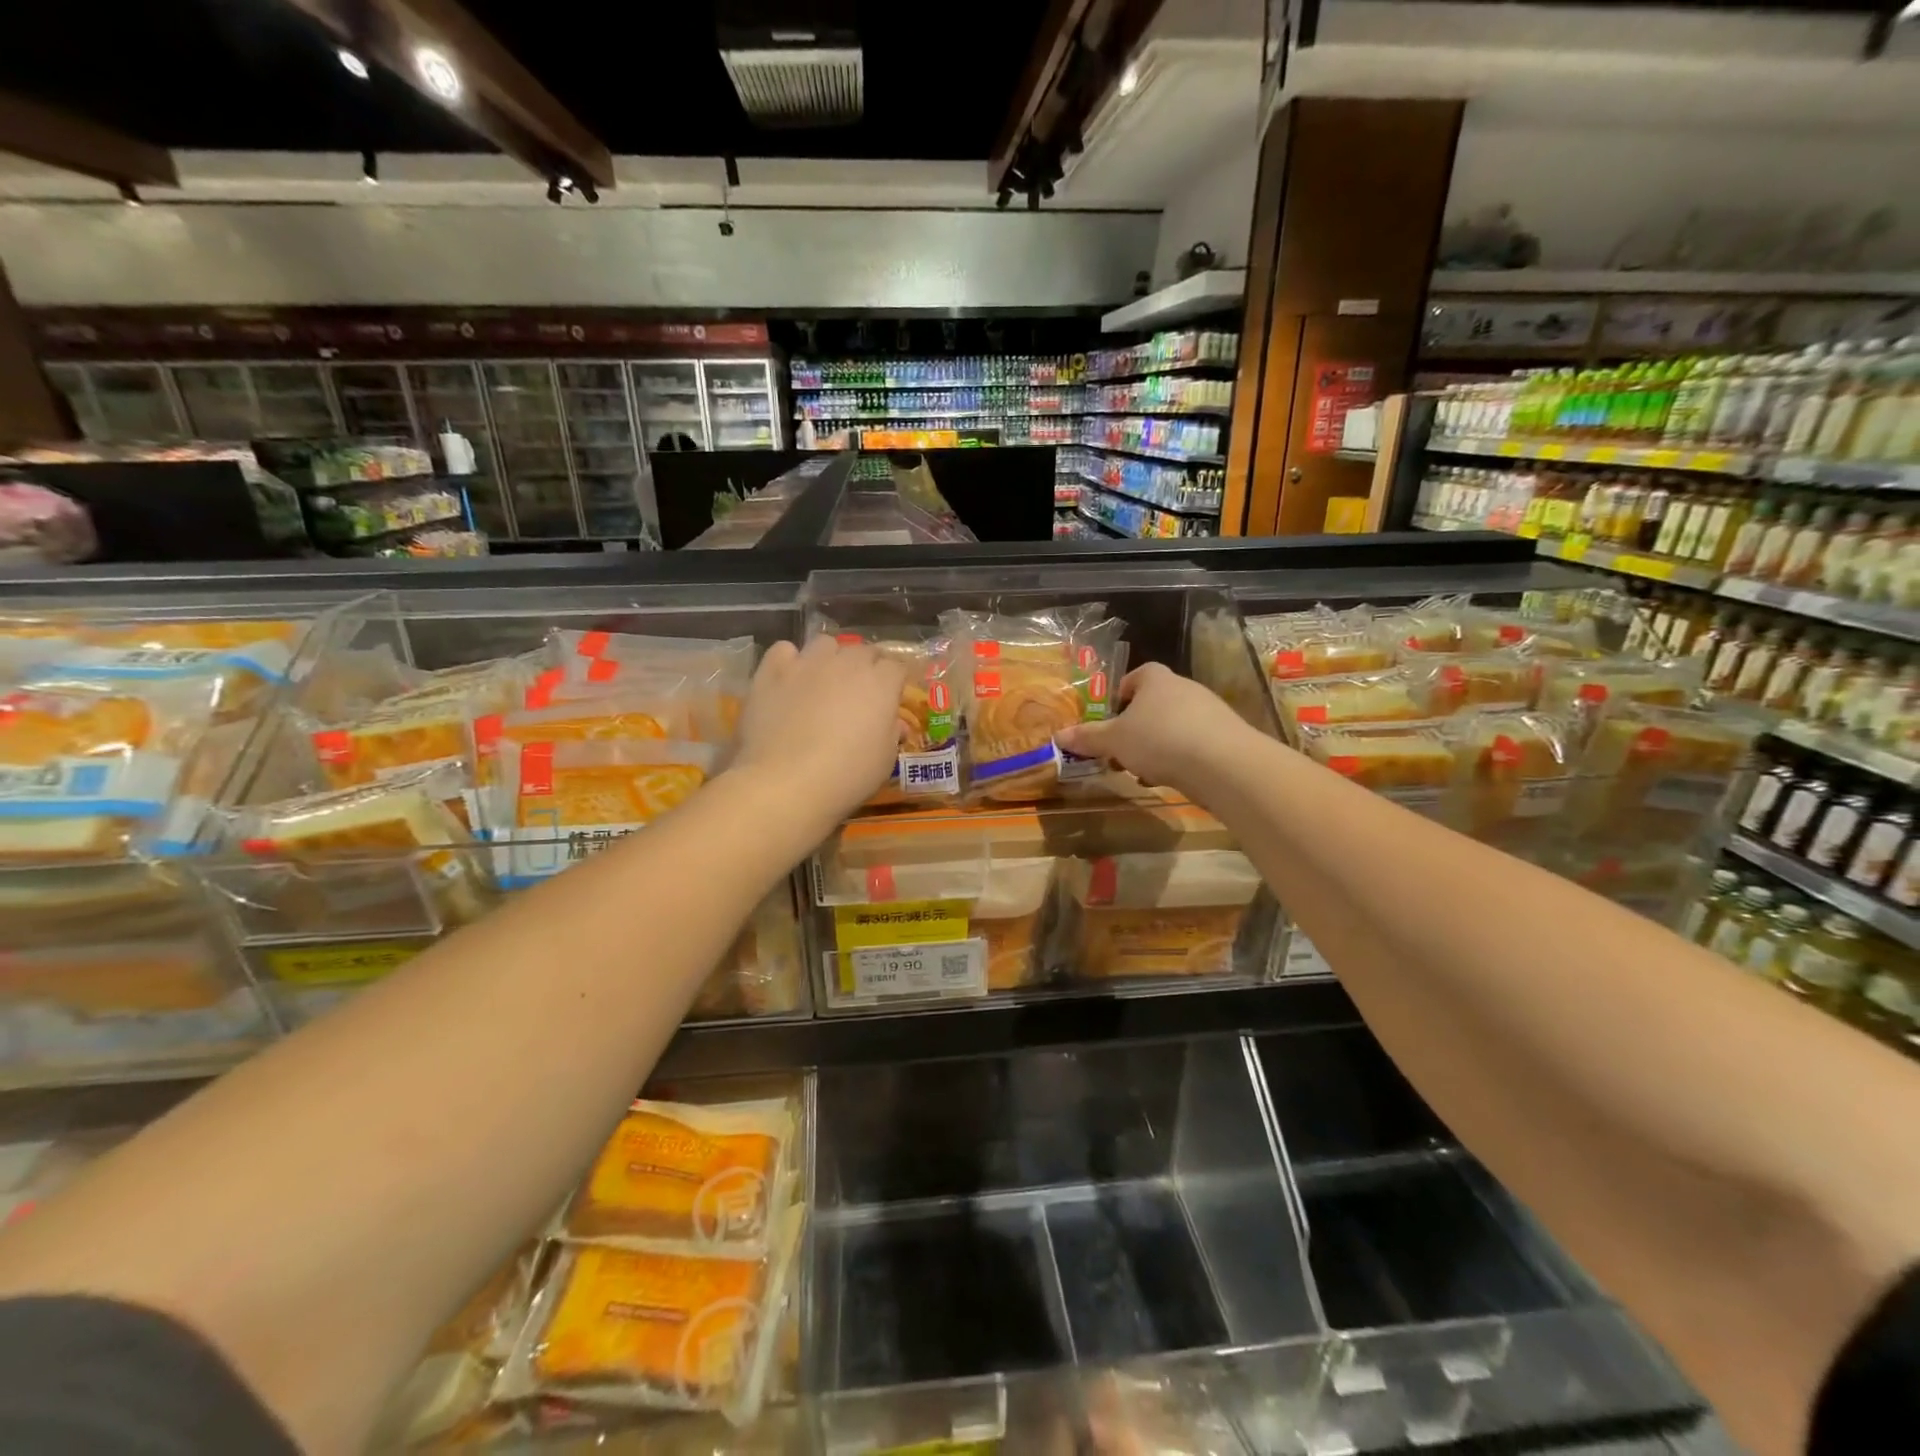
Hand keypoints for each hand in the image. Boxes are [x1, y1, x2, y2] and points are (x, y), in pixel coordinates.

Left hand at [730, 635, 908, 830]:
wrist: (786, 782)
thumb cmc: (847, 776)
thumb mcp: (884, 761)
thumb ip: (892, 734)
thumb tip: (894, 723)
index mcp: (881, 683)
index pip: (896, 667)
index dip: (894, 682)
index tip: (890, 700)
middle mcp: (847, 663)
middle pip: (863, 651)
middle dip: (866, 667)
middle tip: (859, 694)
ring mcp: (807, 663)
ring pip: (825, 644)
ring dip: (830, 658)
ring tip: (823, 682)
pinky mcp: (772, 671)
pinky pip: (784, 650)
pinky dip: (789, 661)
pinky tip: (788, 681)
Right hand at [1056, 662, 1257, 799]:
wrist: (1223, 764)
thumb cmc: (1159, 739)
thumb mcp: (1114, 741)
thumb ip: (1088, 738)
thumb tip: (1058, 736)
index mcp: (1156, 680)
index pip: (1139, 674)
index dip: (1122, 691)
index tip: (1110, 713)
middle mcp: (1185, 688)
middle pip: (1156, 702)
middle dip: (1136, 725)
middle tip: (1119, 748)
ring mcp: (1209, 712)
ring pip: (1174, 725)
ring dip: (1156, 744)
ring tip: (1141, 769)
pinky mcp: (1225, 738)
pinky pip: (1193, 743)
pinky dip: (1178, 757)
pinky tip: (1168, 778)